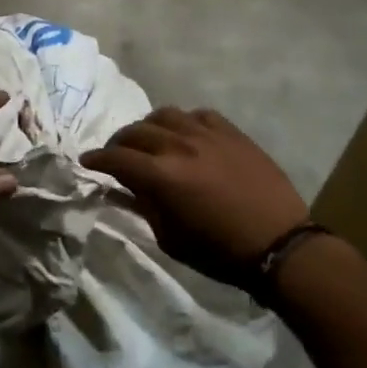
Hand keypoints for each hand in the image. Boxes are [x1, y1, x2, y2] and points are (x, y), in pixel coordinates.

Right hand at [83, 108, 308, 280]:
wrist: (279, 246)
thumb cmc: (219, 252)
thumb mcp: (170, 238)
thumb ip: (143, 206)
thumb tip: (120, 189)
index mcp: (160, 176)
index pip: (116, 158)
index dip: (96, 159)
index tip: (87, 161)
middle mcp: (179, 146)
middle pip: (136, 131)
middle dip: (118, 142)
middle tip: (116, 154)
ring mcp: (207, 136)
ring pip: (165, 115)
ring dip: (149, 126)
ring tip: (150, 140)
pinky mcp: (232, 133)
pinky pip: (199, 115)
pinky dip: (184, 123)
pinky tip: (186, 135)